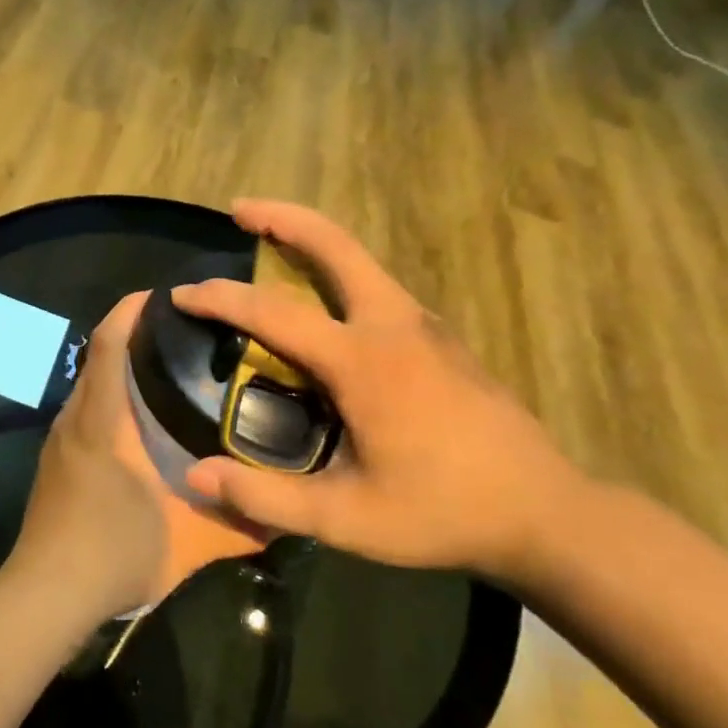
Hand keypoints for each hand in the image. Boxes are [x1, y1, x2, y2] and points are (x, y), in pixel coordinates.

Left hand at [8, 293, 265, 625]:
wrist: (47, 594)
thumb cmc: (114, 554)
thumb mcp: (189, 542)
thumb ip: (241, 526)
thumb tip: (288, 517)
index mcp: (103, 422)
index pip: (110, 345)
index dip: (131, 311)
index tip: (164, 295)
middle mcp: (76, 420)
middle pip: (99, 359)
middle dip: (134, 336)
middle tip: (186, 336)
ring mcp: (60, 442)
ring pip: (91, 388)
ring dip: (122, 370)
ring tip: (171, 374)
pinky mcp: (55, 463)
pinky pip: (85, 413)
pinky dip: (110, 400)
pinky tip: (141, 424)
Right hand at [174, 200, 592, 582]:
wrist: (545, 512)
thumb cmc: (441, 512)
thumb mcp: (347, 518)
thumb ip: (266, 497)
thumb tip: (195, 476)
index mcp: (363, 362)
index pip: (274, 312)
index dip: (221, 299)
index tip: (181, 295)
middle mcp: (394, 325)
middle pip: (335, 246)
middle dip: (283, 218)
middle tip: (239, 209)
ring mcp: (425, 326)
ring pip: (361, 261)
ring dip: (312, 241)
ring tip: (270, 243)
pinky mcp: (441, 339)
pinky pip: (377, 287)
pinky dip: (338, 273)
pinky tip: (323, 305)